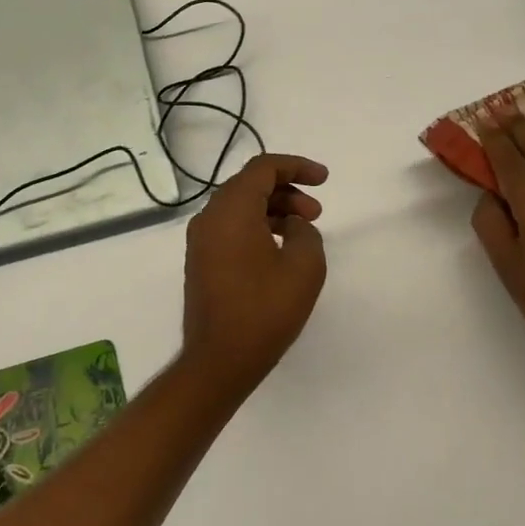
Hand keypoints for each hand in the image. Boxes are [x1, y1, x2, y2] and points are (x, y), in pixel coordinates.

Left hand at [181, 153, 328, 394]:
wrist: (219, 359)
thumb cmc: (264, 310)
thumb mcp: (304, 266)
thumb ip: (305, 232)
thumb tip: (291, 226)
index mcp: (231, 209)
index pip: (263, 168)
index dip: (297, 166)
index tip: (324, 180)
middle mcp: (209, 217)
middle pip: (249, 185)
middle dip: (287, 191)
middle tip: (316, 213)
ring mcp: (200, 241)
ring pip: (239, 207)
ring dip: (273, 210)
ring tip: (302, 231)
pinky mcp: (200, 261)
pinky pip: (230, 228)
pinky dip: (256, 227)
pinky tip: (278, 249)